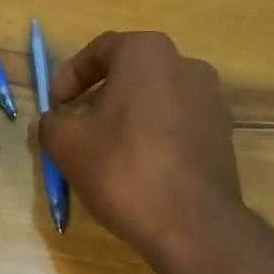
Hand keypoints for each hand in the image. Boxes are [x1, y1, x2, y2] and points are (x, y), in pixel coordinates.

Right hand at [36, 31, 244, 258]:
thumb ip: (51, 122)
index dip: (69, 76)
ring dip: (126, 116)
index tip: (55, 106)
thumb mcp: (66, 143)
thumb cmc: (122, 168)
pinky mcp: (222, 133)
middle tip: (77, 127)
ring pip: (155, 98)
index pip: (99, 49)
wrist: (190, 224)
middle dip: (98, 96)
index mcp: (147, 53)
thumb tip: (52, 120)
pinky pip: (177, 123)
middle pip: (130, 72)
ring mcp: (211, 99)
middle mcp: (186, 65)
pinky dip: (153, 135)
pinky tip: (137, 167)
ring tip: (105, 150)